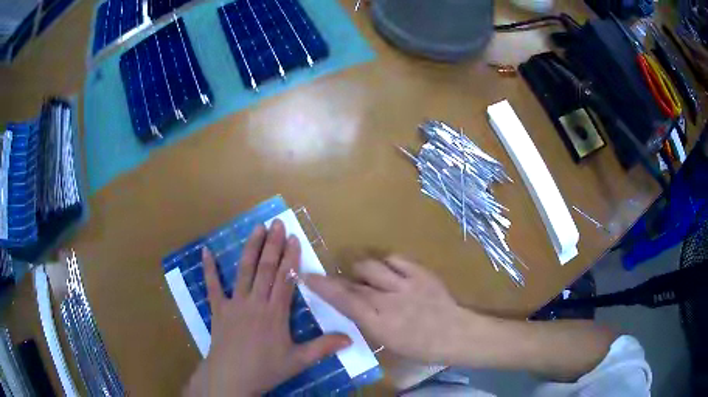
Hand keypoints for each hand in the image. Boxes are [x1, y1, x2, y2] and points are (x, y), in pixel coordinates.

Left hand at [184, 220, 351, 395]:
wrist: (231, 377)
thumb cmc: (266, 369)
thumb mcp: (298, 361)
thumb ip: (323, 347)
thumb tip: (351, 338)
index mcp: (275, 312)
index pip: (285, 278)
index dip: (290, 257)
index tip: (293, 237)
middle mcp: (255, 302)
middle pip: (266, 268)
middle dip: (273, 244)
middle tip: (277, 222)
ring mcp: (234, 303)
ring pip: (244, 270)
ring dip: (251, 248)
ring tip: (256, 228)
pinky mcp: (218, 308)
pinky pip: (212, 285)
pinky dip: (209, 268)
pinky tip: (206, 251)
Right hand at [305, 256, 483, 363]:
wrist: (456, 333)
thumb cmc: (422, 347)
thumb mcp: (389, 343)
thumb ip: (368, 323)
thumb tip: (354, 308)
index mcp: (379, 323)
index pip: (344, 300)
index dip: (323, 287)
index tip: (308, 276)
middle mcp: (388, 300)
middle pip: (354, 283)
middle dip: (340, 281)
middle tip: (339, 284)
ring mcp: (405, 284)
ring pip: (371, 267)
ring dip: (362, 271)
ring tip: (365, 277)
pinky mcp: (420, 273)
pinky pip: (395, 259)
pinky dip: (386, 264)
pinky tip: (388, 271)